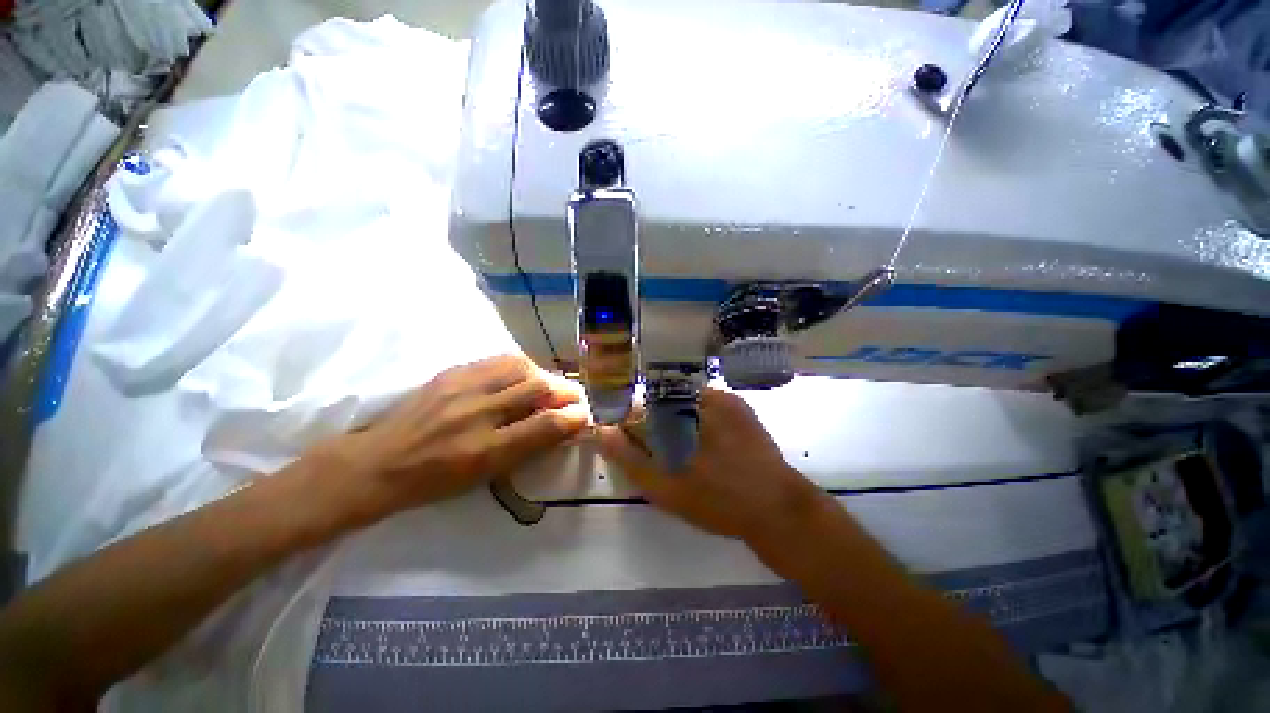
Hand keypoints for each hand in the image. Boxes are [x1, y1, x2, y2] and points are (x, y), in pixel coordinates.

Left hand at [313, 355, 587, 522]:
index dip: (572, 418)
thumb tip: (562, 427)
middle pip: (538, 388)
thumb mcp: (484, 475)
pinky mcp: (452, 372)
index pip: (544, 425)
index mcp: (485, 450)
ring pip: (521, 367)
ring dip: (544, 375)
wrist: (378, 463)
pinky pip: (499, 360)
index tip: (584, 416)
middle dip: (565, 391)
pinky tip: (522, 376)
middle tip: (573, 398)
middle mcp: (477, 413)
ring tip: (549, 386)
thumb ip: (527, 448)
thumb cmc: (435, 480)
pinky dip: (521, 366)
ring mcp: (463, 387)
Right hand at [597, 389, 827, 541]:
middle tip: (658, 453)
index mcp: (682, 408)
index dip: (630, 422)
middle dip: (652, 423)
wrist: (777, 508)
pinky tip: (701, 448)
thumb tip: (602, 431)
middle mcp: (702, 393)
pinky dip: (694, 422)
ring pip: (683, 403)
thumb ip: (629, 458)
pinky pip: (704, 407)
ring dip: (674, 422)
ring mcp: (725, 398)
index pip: (641, 402)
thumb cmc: (717, 499)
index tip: (627, 442)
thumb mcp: (664, 486)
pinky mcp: (740, 408)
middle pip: (661, 400)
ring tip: (680, 454)